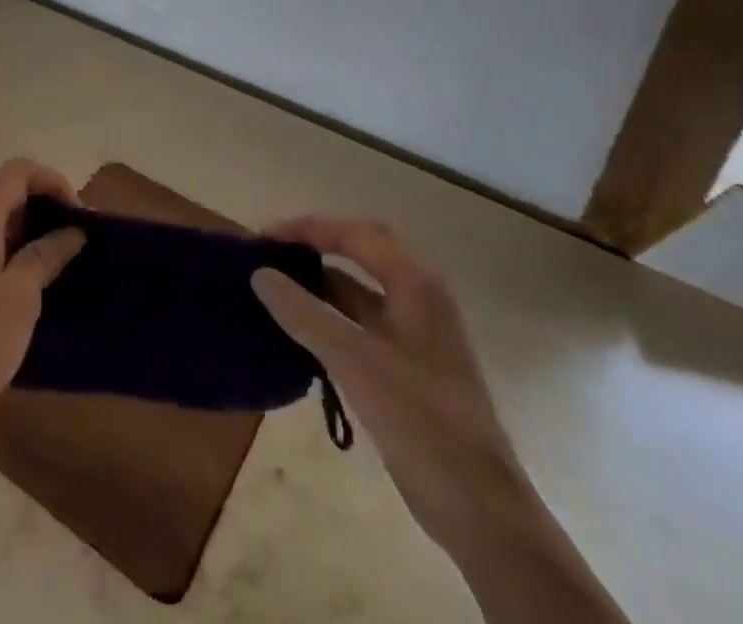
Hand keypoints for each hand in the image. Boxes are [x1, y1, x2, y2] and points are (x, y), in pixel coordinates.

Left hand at [0, 159, 85, 439]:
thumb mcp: (24, 292)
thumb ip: (48, 252)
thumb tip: (73, 230)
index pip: (17, 171)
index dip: (51, 182)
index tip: (77, 213)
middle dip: (26, 195)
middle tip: (52, 226)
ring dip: (8, 215)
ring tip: (37, 250)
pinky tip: (12, 269)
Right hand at [252, 218, 527, 552]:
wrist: (482, 512)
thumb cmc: (422, 422)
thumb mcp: (355, 361)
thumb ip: (304, 314)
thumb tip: (260, 274)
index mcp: (414, 284)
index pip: (352, 234)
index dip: (306, 230)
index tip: (263, 240)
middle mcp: (417, 297)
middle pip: (358, 253)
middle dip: (313, 248)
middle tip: (269, 256)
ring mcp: (414, 334)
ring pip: (358, 291)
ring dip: (318, 286)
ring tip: (273, 290)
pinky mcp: (407, 367)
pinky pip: (360, 324)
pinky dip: (328, 319)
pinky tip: (297, 334)